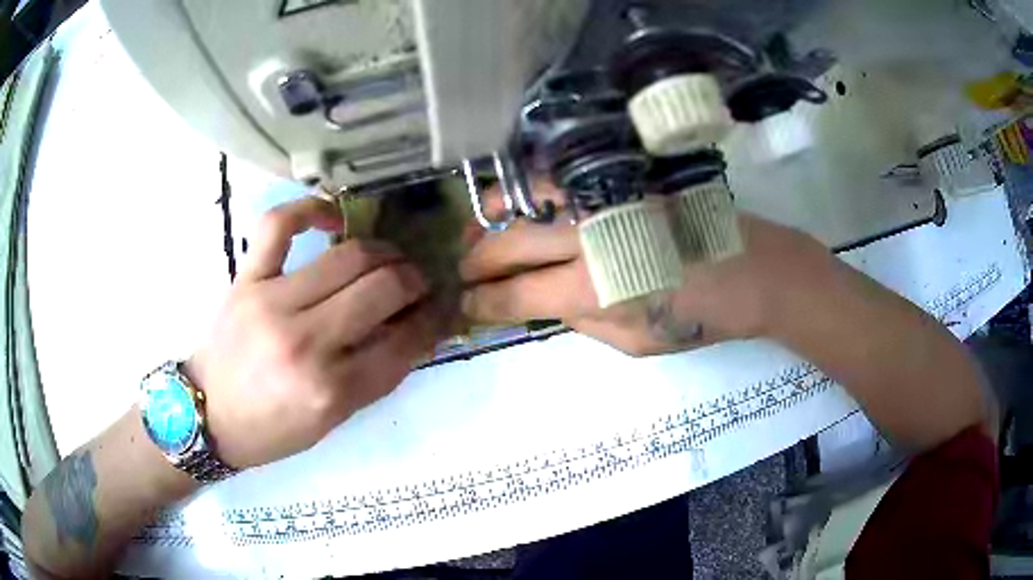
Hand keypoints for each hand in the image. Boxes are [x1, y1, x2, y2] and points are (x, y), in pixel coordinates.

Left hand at [187, 196, 436, 468]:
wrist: (208, 415)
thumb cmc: (271, 430)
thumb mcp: (332, 421)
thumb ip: (376, 375)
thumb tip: (416, 330)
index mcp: (330, 390)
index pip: (403, 343)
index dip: (432, 321)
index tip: (442, 309)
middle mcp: (304, 342)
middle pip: (383, 289)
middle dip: (415, 281)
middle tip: (418, 284)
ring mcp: (271, 302)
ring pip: (348, 256)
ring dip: (383, 253)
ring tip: (388, 259)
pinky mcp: (246, 278)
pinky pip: (279, 225)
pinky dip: (311, 208)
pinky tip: (334, 217)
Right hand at [460, 180, 834, 355]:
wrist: (757, 269)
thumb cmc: (703, 317)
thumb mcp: (637, 342)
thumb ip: (583, 320)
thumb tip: (543, 302)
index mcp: (594, 288)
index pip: (516, 294)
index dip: (484, 302)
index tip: (466, 305)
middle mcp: (590, 235)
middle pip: (510, 241)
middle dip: (476, 260)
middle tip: (462, 271)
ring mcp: (607, 198)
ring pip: (527, 198)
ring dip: (493, 216)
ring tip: (477, 231)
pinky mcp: (624, 179)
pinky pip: (562, 179)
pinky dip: (529, 190)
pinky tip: (519, 203)